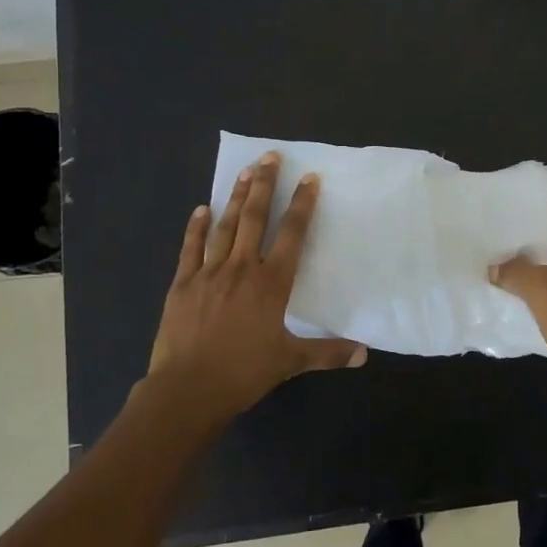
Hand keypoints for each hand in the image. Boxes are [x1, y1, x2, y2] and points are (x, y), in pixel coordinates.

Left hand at [146, 153, 366, 427]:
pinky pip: (190, 248)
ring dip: (236, 197)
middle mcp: (242, 268)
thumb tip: (364, 353)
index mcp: (271, 283)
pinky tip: (202, 209)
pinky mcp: (182, 283)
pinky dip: (196, 227)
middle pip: (256, 218)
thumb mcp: (291, 362)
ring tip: (245, 171)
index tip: (309, 178)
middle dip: (265, 185)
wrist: (188, 389)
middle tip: (270, 157)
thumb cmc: (244, 373)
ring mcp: (209, 272)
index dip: (303, 205)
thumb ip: (328, 352)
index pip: (292, 234)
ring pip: (225, 226)